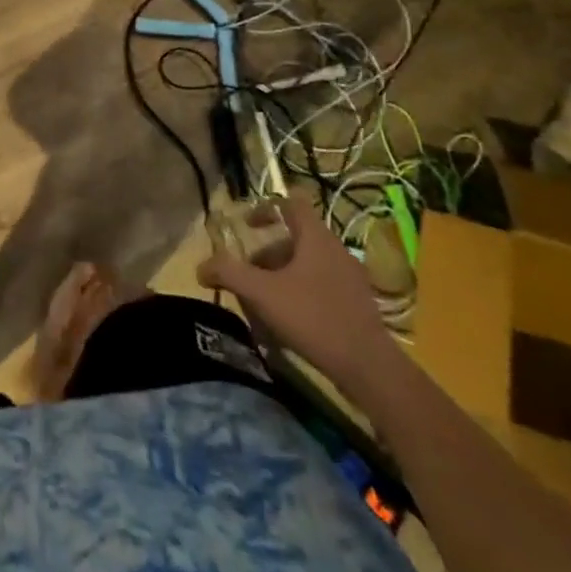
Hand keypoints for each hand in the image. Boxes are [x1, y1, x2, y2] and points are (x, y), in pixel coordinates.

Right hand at [197, 196, 396, 398]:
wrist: (369, 368)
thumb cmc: (313, 318)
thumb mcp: (262, 293)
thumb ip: (229, 274)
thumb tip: (200, 267)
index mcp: (316, 237)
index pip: (290, 203)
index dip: (266, 208)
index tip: (247, 225)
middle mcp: (336, 250)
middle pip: (295, 238)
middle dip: (267, 253)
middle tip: (249, 274)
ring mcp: (350, 278)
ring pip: (308, 264)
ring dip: (282, 275)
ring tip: (264, 303)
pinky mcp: (358, 305)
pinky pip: (322, 286)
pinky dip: (301, 293)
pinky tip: (289, 322)